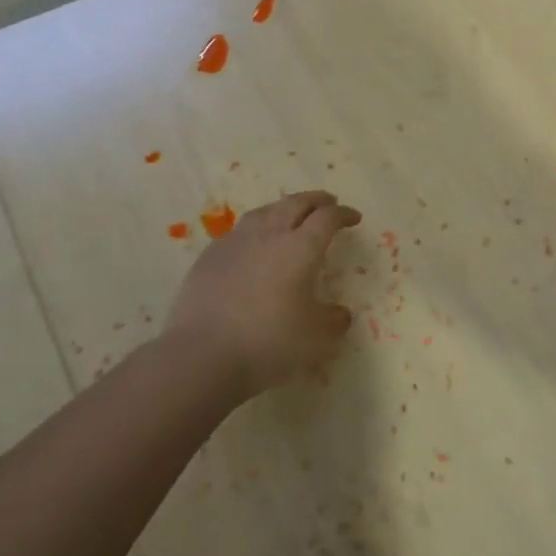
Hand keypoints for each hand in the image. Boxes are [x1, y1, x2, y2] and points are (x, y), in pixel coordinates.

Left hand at [165, 190, 361, 396]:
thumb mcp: (315, 339)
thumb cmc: (268, 343)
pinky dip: (256, 228)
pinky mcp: (210, 255)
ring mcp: (236, 242)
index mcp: (301, 248)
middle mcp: (270, 235)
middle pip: (296, 204)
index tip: (353, 217)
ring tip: (290, 213)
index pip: (327, 219)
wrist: (202, 355)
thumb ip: (332, 321)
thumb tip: (340, 314)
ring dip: (284, 207)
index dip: (343, 214)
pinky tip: (253, 242)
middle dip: (316, 200)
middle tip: (328, 203)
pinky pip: (239, 231)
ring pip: (265, 211)